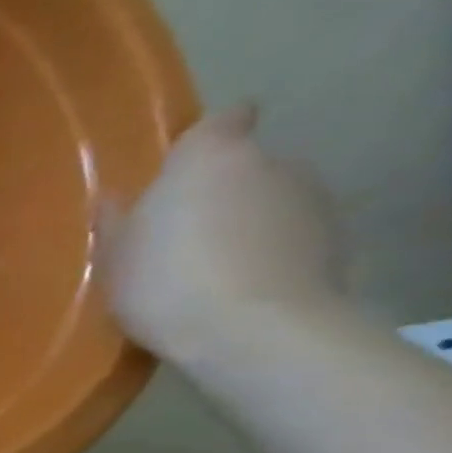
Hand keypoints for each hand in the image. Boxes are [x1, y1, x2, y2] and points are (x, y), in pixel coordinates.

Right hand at [98, 107, 341, 366]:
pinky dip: (271, 255)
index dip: (207, 139)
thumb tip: (116, 200)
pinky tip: (240, 292)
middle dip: (221, 192)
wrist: (253, 332)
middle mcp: (272, 163)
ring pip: (272, 203)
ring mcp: (313, 201)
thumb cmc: (165, 281)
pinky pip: (292, 239)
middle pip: (246, 167)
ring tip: (211, 272)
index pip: (223, 120)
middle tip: (181, 236)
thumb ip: (118, 220)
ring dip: (248, 225)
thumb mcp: (114, 256)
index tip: (185, 168)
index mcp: (210, 158)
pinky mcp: (337, 242)